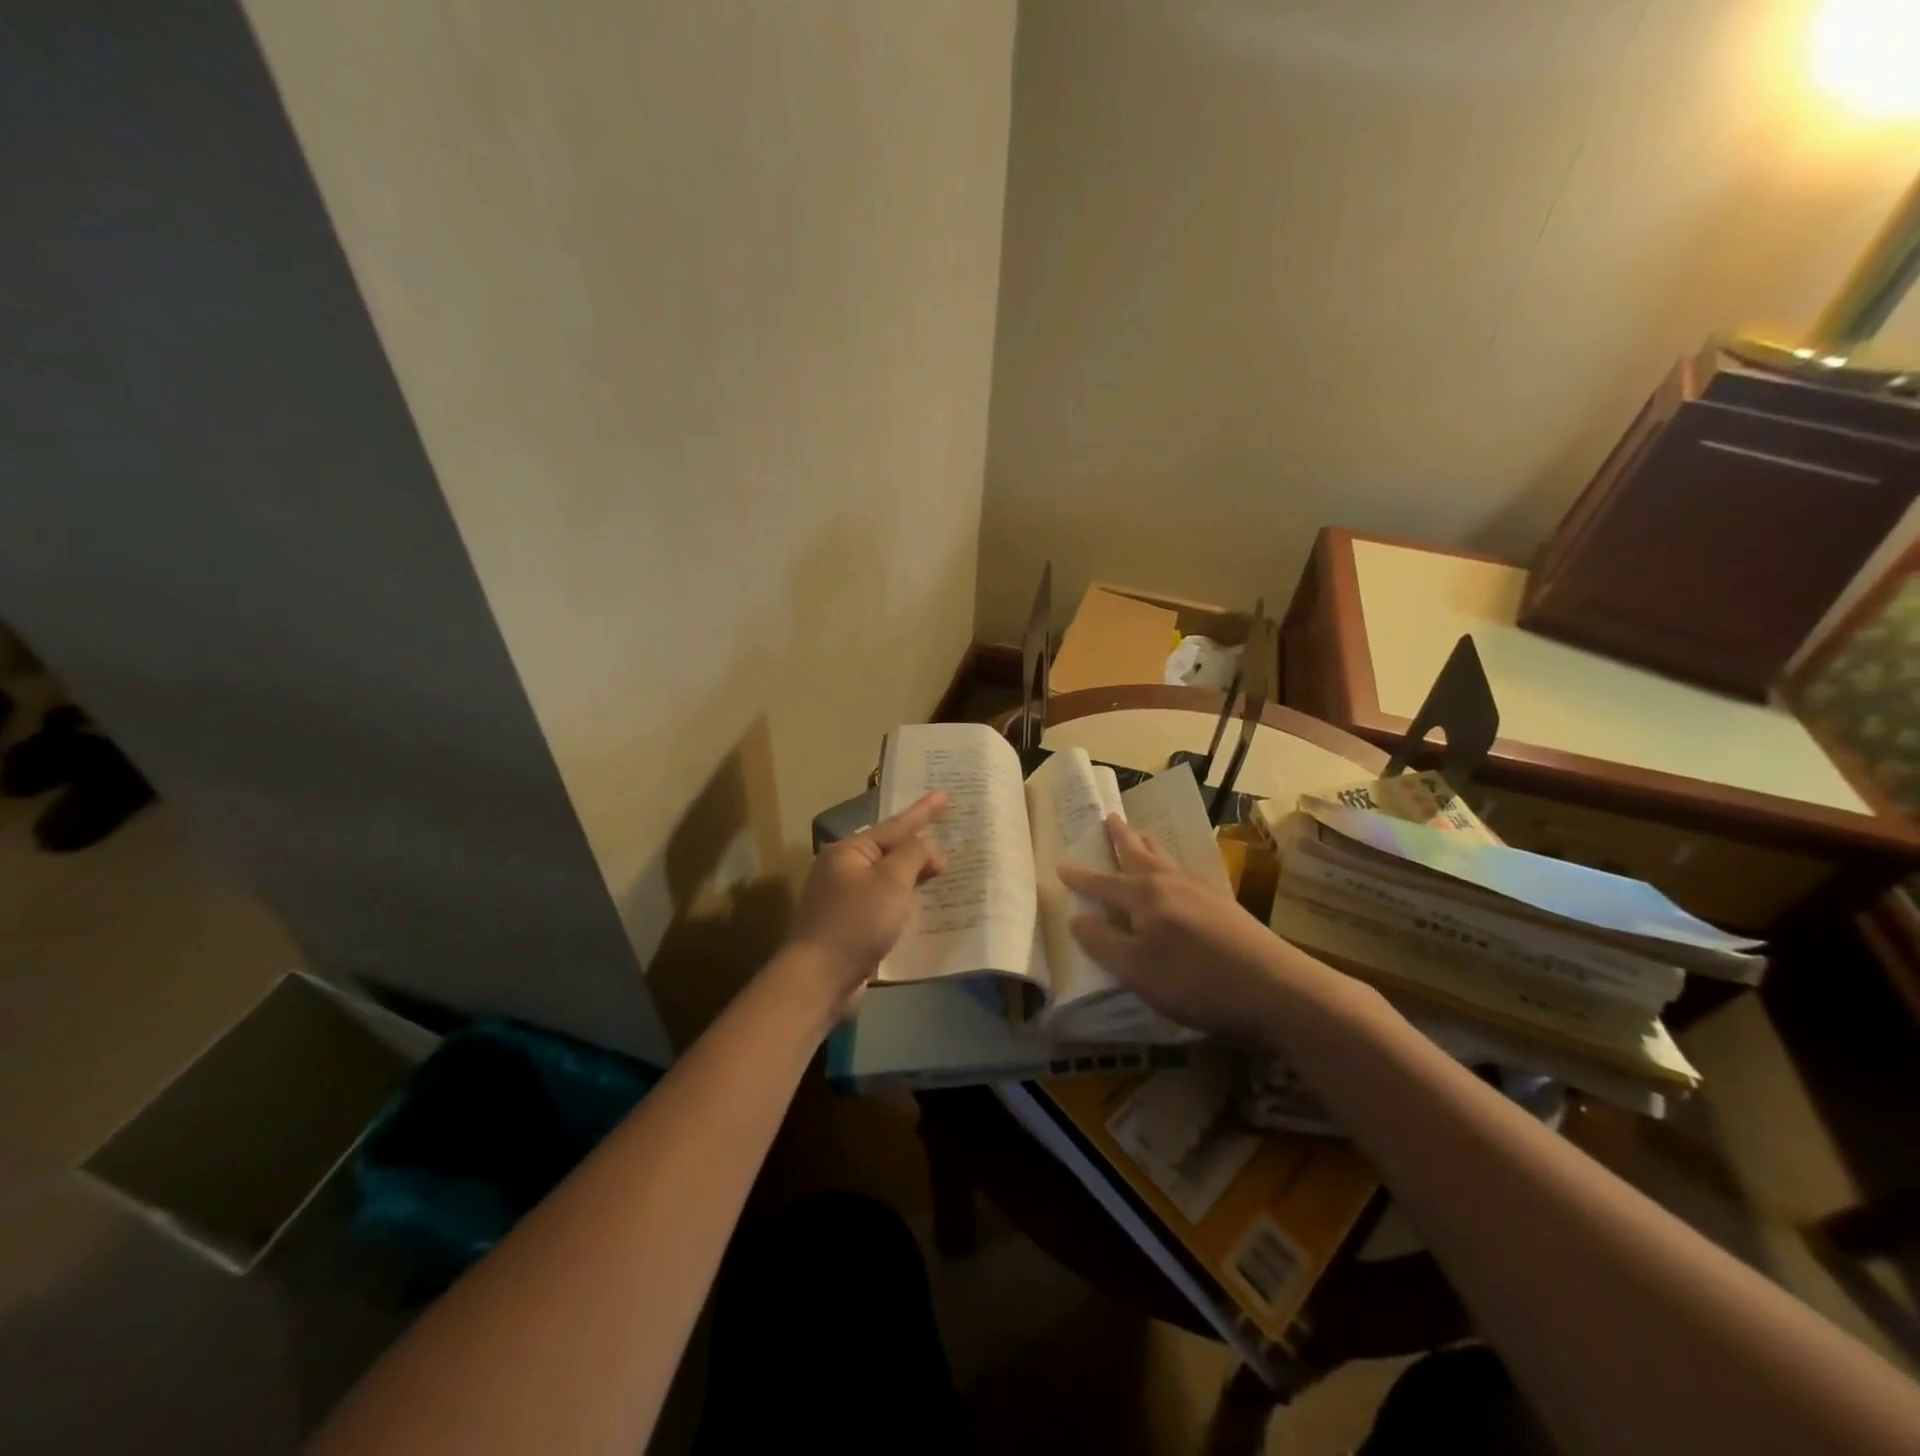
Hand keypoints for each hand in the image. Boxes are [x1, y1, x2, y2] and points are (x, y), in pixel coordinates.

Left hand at [782, 791, 946, 1016]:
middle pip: (890, 852)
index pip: (894, 826)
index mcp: (848, 852)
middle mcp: (842, 871)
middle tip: (951, 837)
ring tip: (944, 870)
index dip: (922, 811)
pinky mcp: (850, 928)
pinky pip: (885, 906)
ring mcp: (844, 901)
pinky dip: (905, 903)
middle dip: (920, 846)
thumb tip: (928, 849)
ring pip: (888, 881)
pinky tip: (926, 907)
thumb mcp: (891, 882)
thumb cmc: (856, 923)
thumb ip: (914, 856)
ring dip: (915, 877)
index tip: (944, 795)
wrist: (818, 980)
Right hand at [1058, 814, 1293, 1040]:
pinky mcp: (1224, 906)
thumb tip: (1077, 917)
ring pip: (1166, 860)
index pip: (1104, 882)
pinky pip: (1186, 873)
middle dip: (1122, 839)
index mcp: (1144, 897)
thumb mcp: (1137, 970)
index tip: (1061, 865)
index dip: (1082, 877)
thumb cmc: (1196, 980)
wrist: (1276, 988)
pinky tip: (1179, 875)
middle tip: (1111, 817)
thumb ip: (1103, 943)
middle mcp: (1170, 884)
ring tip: (1141, 835)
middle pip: (1140, 855)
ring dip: (1148, 846)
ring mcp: (1201, 892)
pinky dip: (1172, 866)